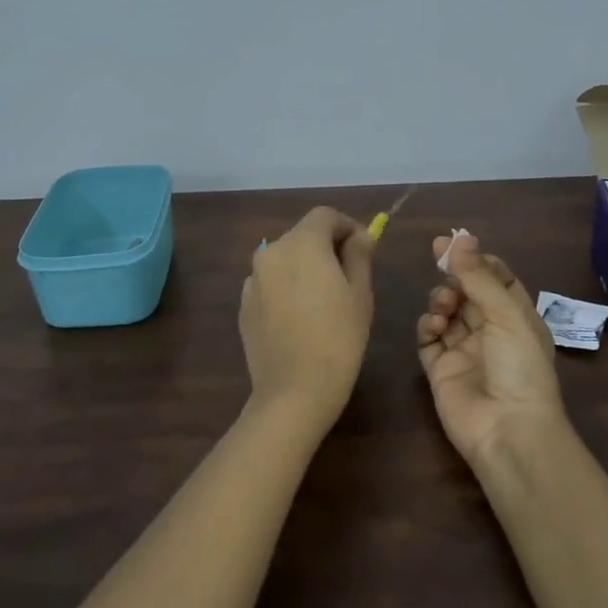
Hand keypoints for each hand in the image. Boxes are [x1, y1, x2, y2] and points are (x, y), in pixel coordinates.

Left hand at [240, 207, 374, 431]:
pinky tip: (299, 319)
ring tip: (323, 300)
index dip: (347, 226)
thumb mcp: (360, 293)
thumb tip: (359, 235)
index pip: (325, 216)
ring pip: (284, 260)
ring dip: (304, 268)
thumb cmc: (338, 338)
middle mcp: (271, 252)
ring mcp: (252, 279)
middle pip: (302, 235)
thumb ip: (359, 255)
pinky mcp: (244, 305)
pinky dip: (286, 289)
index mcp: (302, 243)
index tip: (363, 248)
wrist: (294, 391)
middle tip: (348, 276)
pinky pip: (270, 284)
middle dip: (325, 247)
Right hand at [416, 233, 566, 465]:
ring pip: (446, 311)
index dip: (477, 260)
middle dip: (454, 274)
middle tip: (438, 258)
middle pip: (467, 291)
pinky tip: (433, 327)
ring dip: (441, 299)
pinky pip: (428, 338)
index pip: (496, 278)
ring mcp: (463, 350)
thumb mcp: (506, 314)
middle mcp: (490, 330)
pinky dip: (427, 326)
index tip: (455, 243)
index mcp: (516, 317)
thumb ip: (479, 276)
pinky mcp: (440, 368)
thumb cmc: (518, 366)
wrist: (506, 429)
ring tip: (443, 306)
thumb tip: (460, 238)